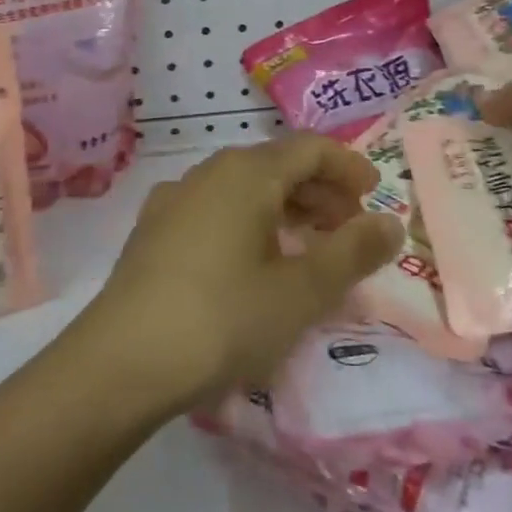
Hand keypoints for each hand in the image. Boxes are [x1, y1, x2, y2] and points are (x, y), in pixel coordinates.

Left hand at [78, 137, 404, 411]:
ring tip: (308, 250)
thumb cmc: (223, 319)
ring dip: (284, 210)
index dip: (347, 166)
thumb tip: (390, 222)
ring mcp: (174, 200)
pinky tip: (252, 265)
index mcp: (245, 173)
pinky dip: (248, 226)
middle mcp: (207, 174)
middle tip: (349, 230)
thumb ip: (352, 252)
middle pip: (275, 165)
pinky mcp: (153, 232)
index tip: (374, 195)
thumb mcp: (301, 291)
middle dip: (319, 192)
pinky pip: (215, 212)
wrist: (120, 362)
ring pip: (243, 190)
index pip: (309, 148)